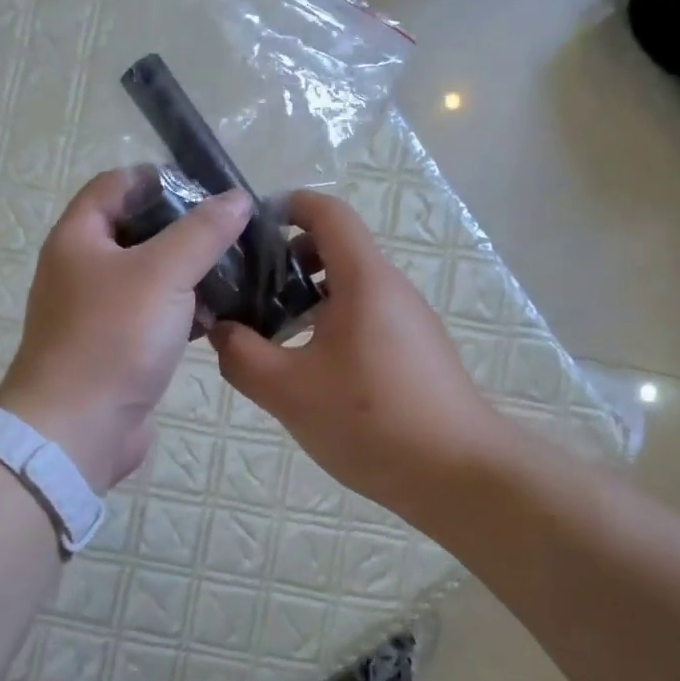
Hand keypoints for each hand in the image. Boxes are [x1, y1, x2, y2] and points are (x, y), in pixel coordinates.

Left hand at [0, 168, 251, 490]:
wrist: (77, 430)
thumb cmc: (113, 337)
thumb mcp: (162, 273)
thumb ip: (202, 232)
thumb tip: (237, 199)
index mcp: (79, 237)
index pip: (116, 184)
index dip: (159, 178)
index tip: (207, 188)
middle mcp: (83, 268)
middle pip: (137, 230)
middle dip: (184, 227)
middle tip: (232, 230)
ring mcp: (99, 311)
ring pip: (151, 276)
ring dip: (190, 270)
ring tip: (239, 268)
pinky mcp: (118, 347)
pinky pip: (155, 315)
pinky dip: (185, 310)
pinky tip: (221, 314)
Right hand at [209, 191, 511, 515]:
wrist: (459, 474)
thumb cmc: (371, 419)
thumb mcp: (288, 390)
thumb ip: (241, 356)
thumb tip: (220, 330)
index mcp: (364, 278)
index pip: (327, 212)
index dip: (287, 206)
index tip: (247, 231)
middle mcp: (390, 287)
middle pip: (336, 248)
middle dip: (287, 260)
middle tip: (247, 292)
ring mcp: (408, 320)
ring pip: (349, 287)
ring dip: (307, 298)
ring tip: (270, 335)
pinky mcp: (415, 351)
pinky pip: (365, 317)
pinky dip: (330, 324)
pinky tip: (310, 370)